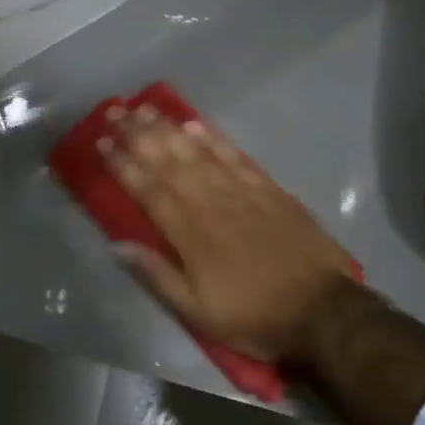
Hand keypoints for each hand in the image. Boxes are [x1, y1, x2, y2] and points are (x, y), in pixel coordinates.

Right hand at [101, 106, 362, 367]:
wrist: (323, 311)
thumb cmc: (254, 316)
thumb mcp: (198, 312)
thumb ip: (157, 275)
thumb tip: (117, 244)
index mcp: (190, 234)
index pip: (148, 189)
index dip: (123, 164)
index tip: (101, 141)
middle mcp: (211, 203)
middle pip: (169, 162)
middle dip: (139, 135)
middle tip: (116, 111)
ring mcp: (242, 192)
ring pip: (198, 152)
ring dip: (169, 129)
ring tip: (146, 108)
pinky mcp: (269, 190)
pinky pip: (235, 157)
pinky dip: (214, 139)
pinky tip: (196, 125)